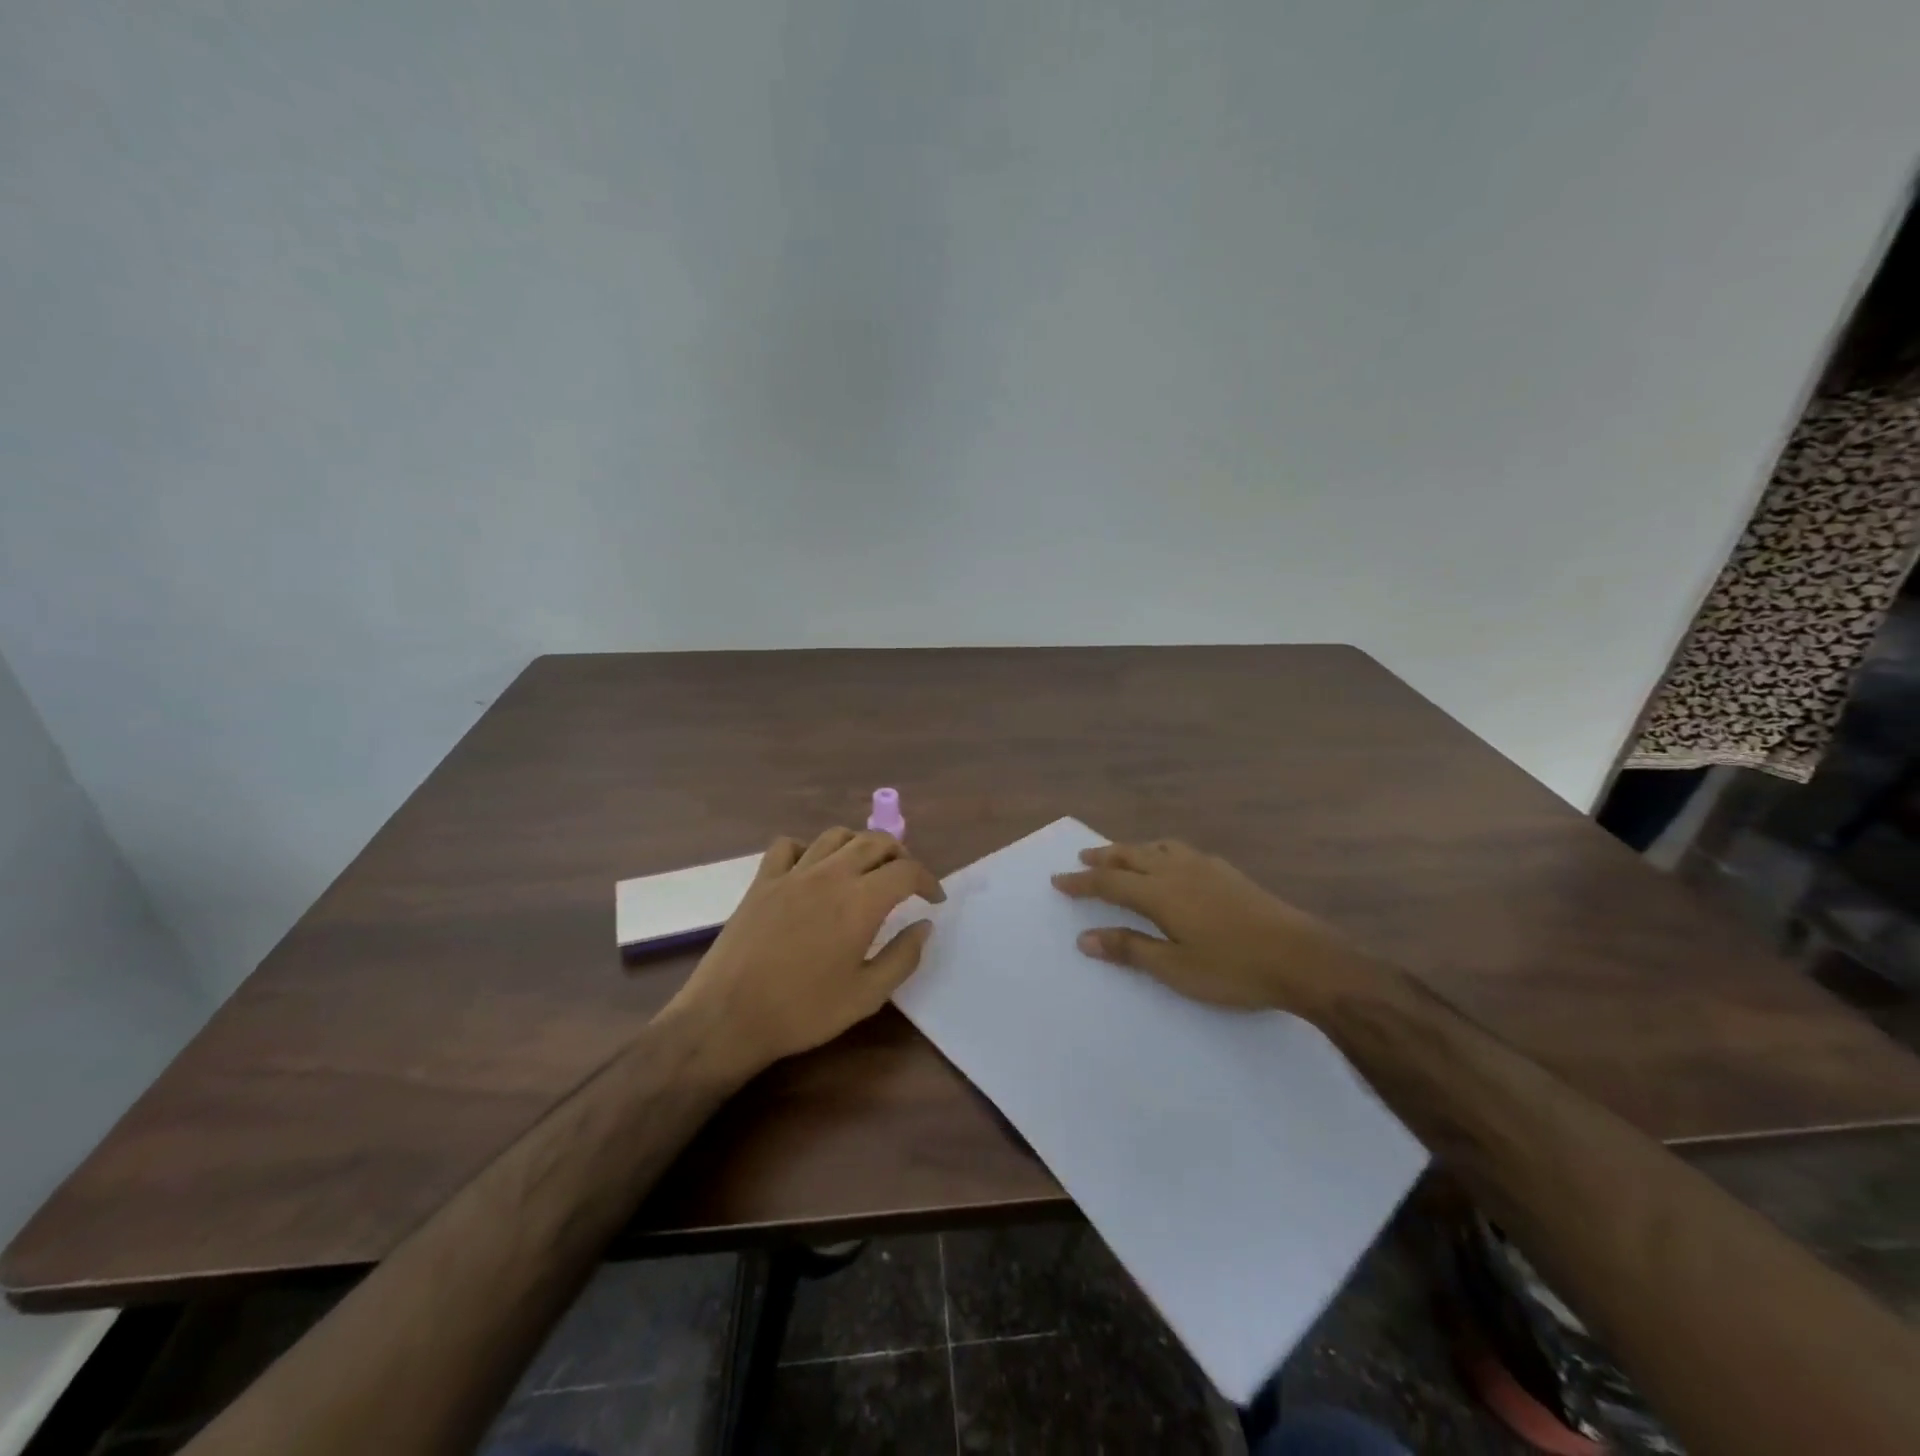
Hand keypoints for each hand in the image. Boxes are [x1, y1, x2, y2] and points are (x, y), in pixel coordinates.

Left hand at [661, 828, 944, 1075]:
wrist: (728, 1017)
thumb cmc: (803, 1011)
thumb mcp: (866, 996)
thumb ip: (902, 957)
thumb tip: (924, 926)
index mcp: (861, 901)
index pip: (907, 871)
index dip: (928, 881)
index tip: (933, 900)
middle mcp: (830, 875)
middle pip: (875, 841)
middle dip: (899, 855)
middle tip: (906, 880)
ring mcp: (793, 873)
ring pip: (835, 836)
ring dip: (859, 845)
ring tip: (865, 868)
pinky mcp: (762, 881)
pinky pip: (788, 846)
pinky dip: (807, 848)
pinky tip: (811, 869)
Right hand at [1051, 839, 1391, 1017]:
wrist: (1303, 958)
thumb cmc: (1234, 969)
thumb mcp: (1175, 968)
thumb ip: (1130, 949)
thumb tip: (1085, 938)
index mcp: (1160, 892)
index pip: (1110, 883)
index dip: (1082, 882)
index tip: (1058, 880)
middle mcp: (1178, 870)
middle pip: (1131, 856)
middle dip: (1103, 858)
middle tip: (1082, 859)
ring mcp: (1206, 868)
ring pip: (1158, 848)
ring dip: (1132, 849)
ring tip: (1120, 854)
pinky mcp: (1228, 873)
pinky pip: (1181, 850)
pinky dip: (1160, 850)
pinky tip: (1171, 862)